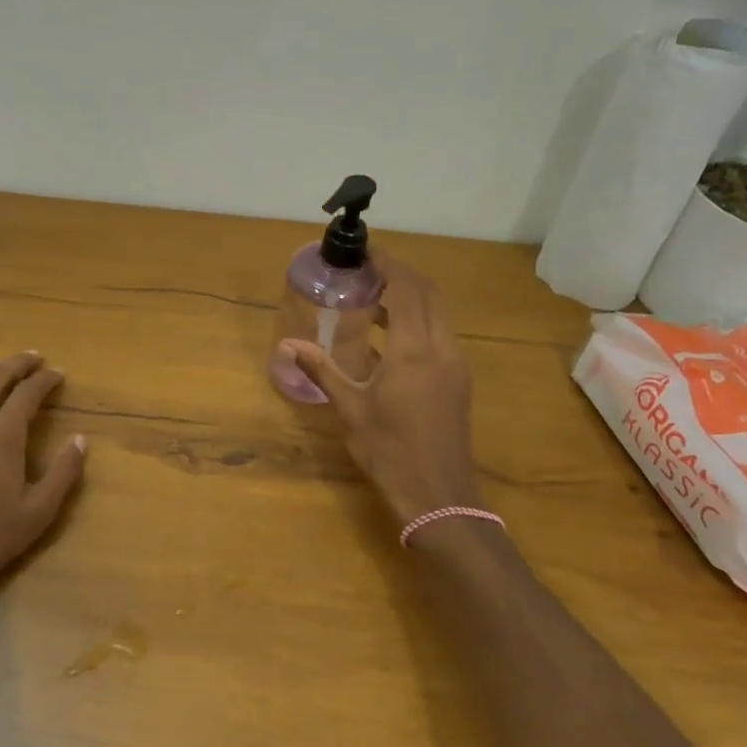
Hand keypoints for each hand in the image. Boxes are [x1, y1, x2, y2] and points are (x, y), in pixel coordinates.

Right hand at [283, 257, 480, 524]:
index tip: (364, 252)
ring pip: (438, 312)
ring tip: (373, 298)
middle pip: (428, 293)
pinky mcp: (458, 378)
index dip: (388, 264)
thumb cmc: (389, 451)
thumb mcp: (351, 409)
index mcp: (415, 351)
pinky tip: (390, 336)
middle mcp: (442, 348)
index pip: (407, 289)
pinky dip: (418, 320)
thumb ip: (323, 371)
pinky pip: (440, 333)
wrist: (439, 495)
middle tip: (365, 271)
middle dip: (400, 274)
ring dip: (410, 297)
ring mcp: (455, 363)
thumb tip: (288, 346)